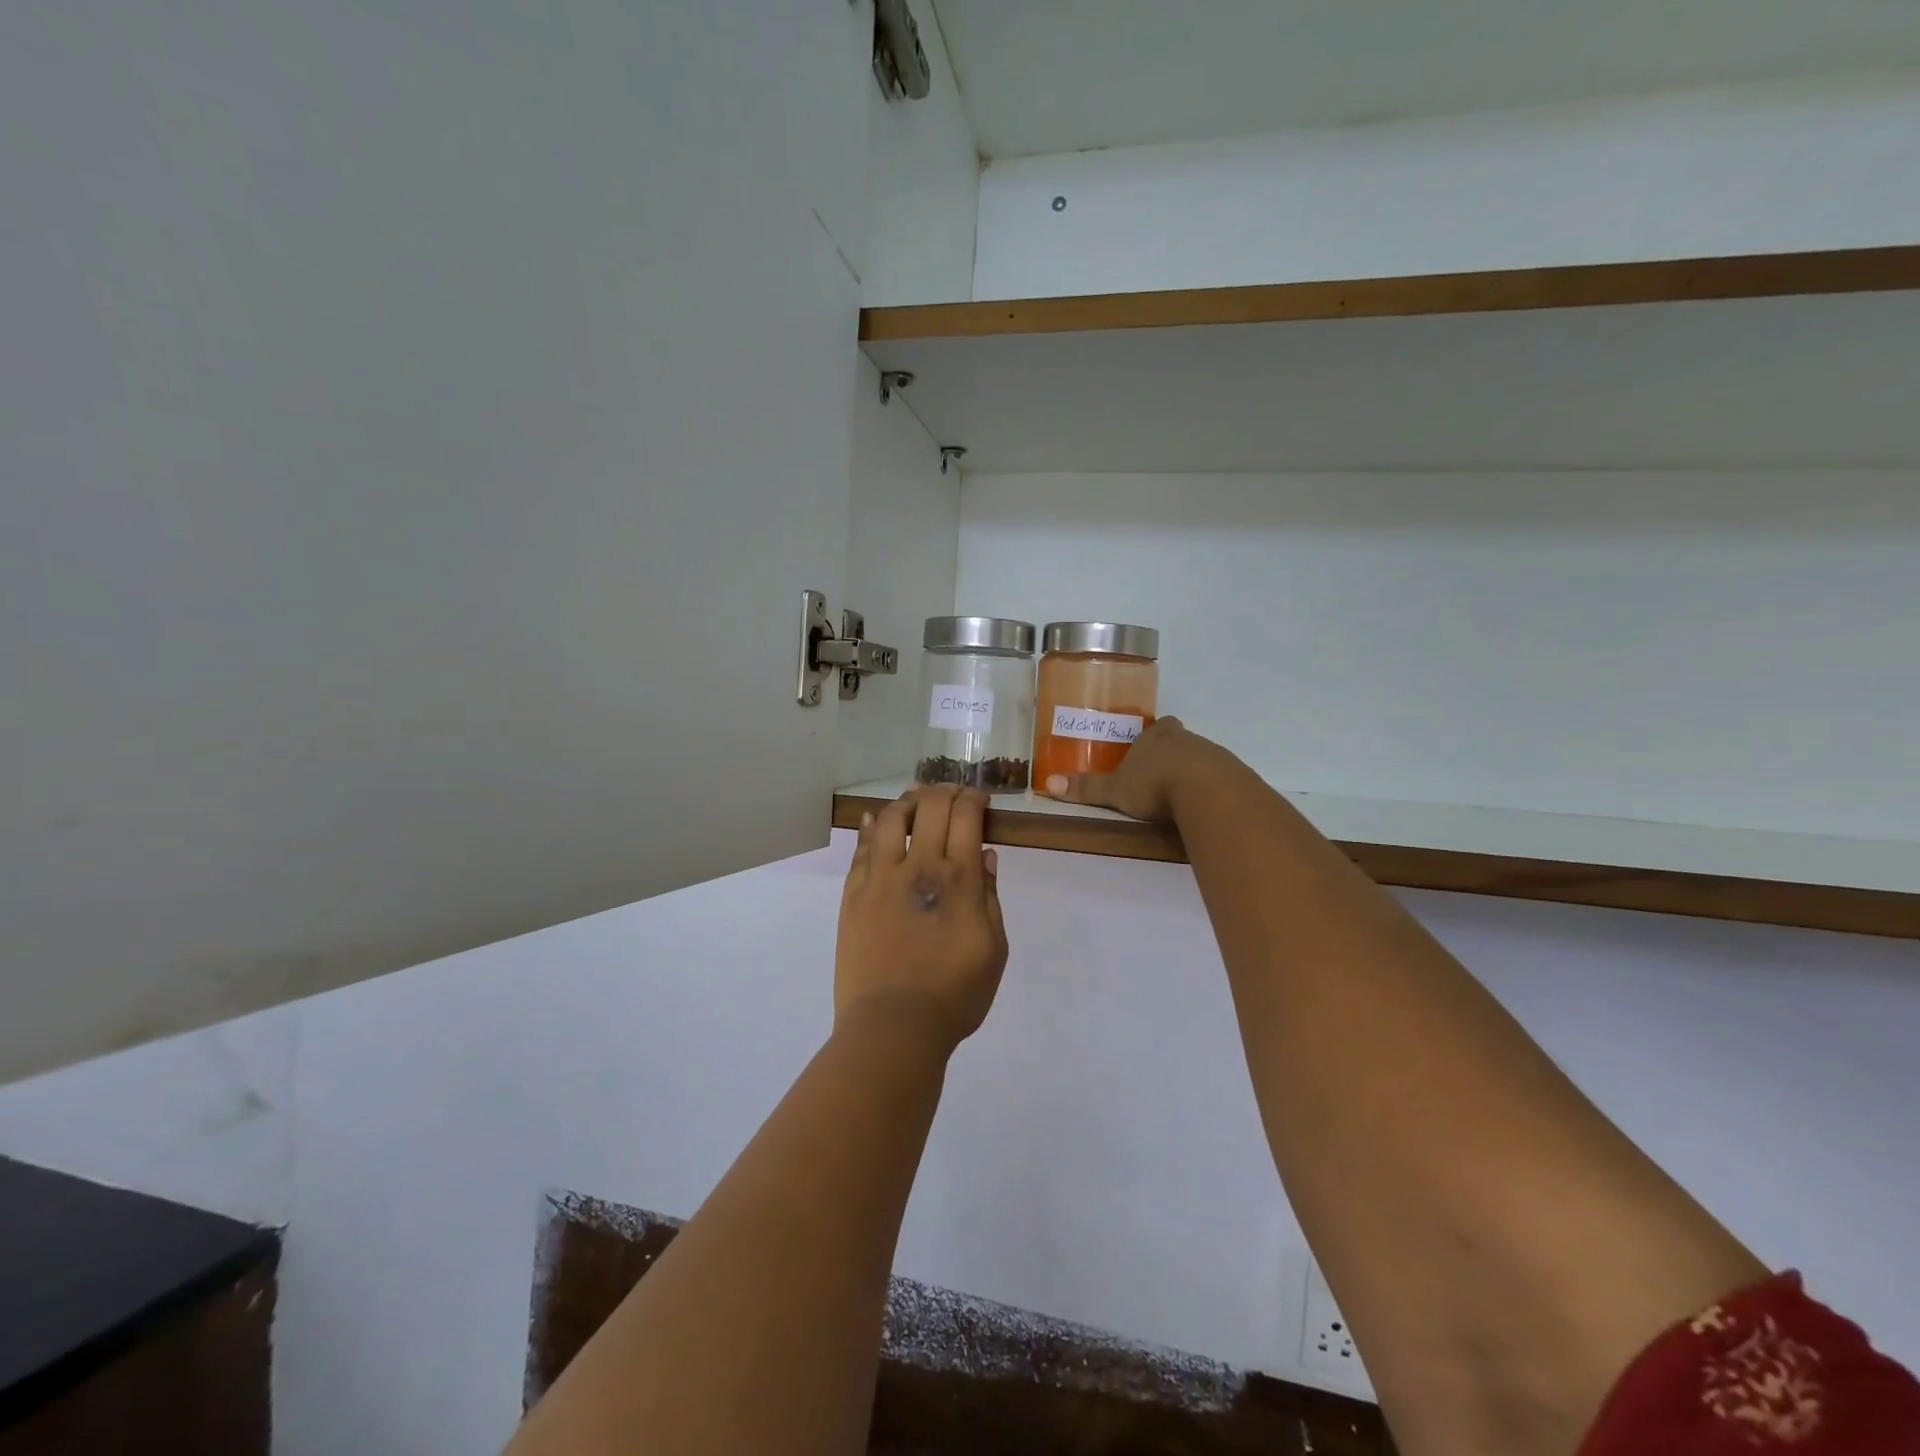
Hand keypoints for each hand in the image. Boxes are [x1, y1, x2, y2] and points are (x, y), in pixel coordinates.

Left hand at [835, 785, 1008, 1055]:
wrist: (894, 1026)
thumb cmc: (955, 995)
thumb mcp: (994, 949)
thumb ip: (990, 897)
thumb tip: (985, 855)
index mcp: (958, 879)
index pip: (966, 816)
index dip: (973, 798)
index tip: (979, 798)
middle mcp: (919, 867)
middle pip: (930, 807)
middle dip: (944, 791)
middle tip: (951, 793)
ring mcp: (881, 878)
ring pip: (891, 819)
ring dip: (907, 801)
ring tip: (915, 800)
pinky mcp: (854, 894)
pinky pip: (862, 849)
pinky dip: (872, 828)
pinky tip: (878, 820)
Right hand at [1041, 716, 1242, 821]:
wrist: (1208, 792)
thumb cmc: (1155, 784)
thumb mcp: (1115, 790)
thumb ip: (1087, 789)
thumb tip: (1049, 784)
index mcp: (1157, 736)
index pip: (1158, 727)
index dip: (1155, 736)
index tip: (1150, 748)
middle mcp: (1186, 739)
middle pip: (1181, 741)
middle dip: (1173, 753)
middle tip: (1161, 774)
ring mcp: (1213, 755)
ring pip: (1202, 758)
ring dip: (1193, 772)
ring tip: (1181, 796)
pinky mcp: (1233, 775)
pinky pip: (1220, 779)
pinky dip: (1211, 789)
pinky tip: (1204, 805)